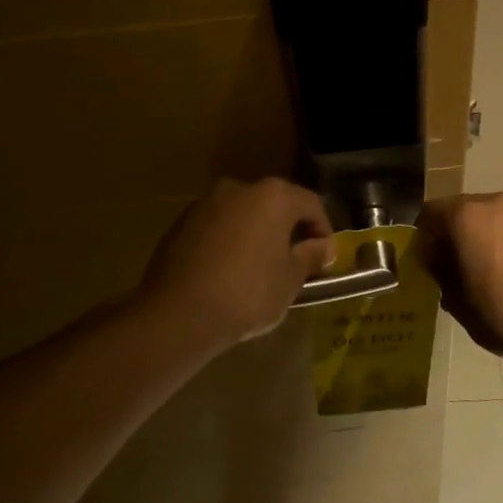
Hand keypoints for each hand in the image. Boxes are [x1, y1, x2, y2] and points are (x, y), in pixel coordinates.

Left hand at [135, 178, 334, 354]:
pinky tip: (229, 273)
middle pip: (275, 205)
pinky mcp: (180, 224)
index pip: (311, 204)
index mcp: (273, 196)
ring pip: (243, 215)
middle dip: (287, 231)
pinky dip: (229, 243)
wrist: (178, 314)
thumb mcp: (290, 279)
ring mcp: (205, 204)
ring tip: (260, 270)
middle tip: (295, 263)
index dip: (323, 231)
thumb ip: (310, 256)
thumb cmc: (248, 293)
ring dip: (256, 235)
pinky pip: (217, 229)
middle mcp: (239, 189)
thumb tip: (323, 246)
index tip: (324, 259)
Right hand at [416, 192, 502, 357]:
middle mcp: (493, 203)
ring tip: (482, 273)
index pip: (429, 213)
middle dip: (452, 236)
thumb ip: (441, 274)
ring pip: (489, 219)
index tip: (425, 263)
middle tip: (451, 269)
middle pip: (461, 212)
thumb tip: (437, 261)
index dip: (423, 238)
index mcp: (465, 216)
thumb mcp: (458, 303)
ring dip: (480, 238)